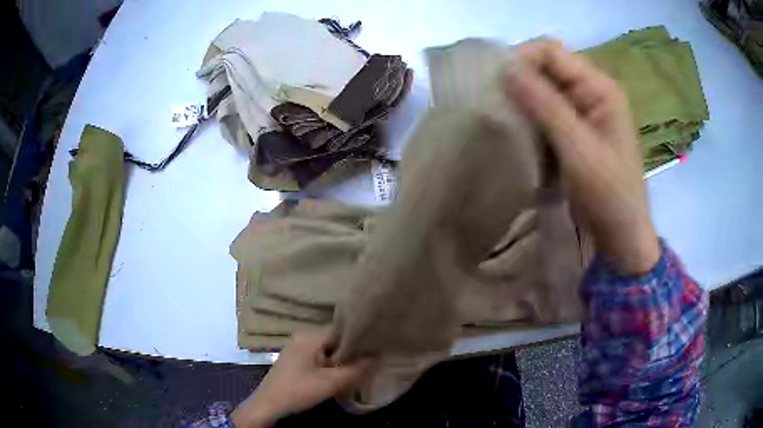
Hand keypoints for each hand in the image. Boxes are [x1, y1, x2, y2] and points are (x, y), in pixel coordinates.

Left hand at [231, 330, 369, 427]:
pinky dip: (330, 363)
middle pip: (334, 339)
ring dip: (341, 359)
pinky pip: (318, 356)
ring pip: (327, 349)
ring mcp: (297, 348)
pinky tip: (337, 374)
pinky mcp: (294, 360)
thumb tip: (376, 357)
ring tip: (356, 368)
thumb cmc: (299, 390)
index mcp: (309, 337)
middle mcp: (302, 337)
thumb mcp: (331, 383)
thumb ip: (356, 370)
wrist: (268, 405)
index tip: (375, 347)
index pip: (341, 329)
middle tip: (368, 361)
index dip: (359, 338)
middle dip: (351, 351)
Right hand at [504, 39, 659, 274]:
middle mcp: (592, 92)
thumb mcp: (578, 148)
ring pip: (545, 88)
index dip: (523, 59)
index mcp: (601, 88)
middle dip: (520, 78)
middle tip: (496, 99)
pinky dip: (529, 115)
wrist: (621, 235)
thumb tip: (506, 68)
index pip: (553, 52)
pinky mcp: (576, 130)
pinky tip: (517, 129)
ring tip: (502, 114)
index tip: (497, 82)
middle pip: (548, 67)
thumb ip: (545, 105)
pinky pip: (547, 110)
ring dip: (522, 97)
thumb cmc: (608, 193)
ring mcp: (585, 111)